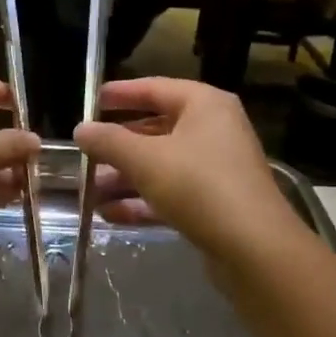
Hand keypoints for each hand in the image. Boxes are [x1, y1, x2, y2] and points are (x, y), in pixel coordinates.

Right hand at [73, 78, 300, 257]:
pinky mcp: (215, 204)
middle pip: (156, 130)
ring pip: (161, 166)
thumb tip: (80, 129)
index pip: (155, 88)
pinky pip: (171, 194)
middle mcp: (214, 130)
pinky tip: (110, 215)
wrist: (255, 249)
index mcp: (204, 104)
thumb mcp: (145, 159)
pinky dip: (143, 202)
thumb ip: (109, 141)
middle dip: (118, 147)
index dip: (121, 94)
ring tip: (89, 193)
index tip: (91, 101)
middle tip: (85, 156)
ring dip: (125, 179)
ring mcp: (216, 169)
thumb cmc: (199, 186)